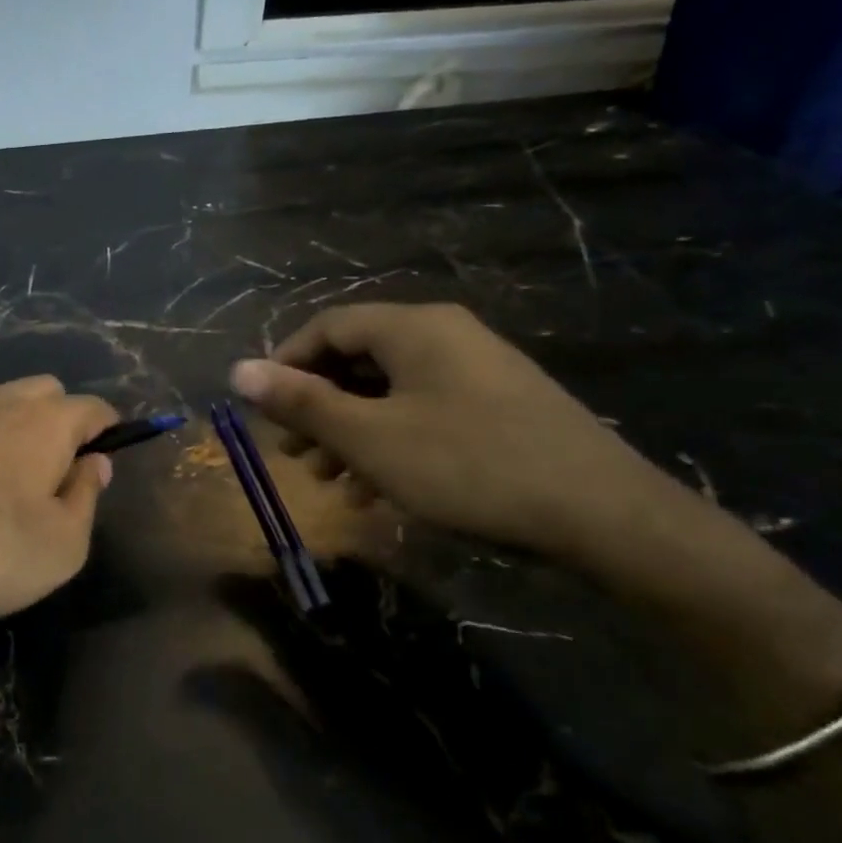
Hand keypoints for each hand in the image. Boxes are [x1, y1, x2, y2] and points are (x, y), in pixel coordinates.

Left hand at [0, 375, 117, 640]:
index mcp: (46, 420)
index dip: (108, 432)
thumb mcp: (64, 543)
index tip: (107, 460)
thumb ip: (86, 496)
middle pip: (47, 392)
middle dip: (63, 420)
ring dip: (21, 429)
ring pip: (5, 404)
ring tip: (18, 483)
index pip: (93, 408)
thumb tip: (93, 462)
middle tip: (60, 473)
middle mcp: (2, 403)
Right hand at [229, 302, 676, 563]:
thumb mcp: (370, 437)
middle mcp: (445, 336)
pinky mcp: (498, 407)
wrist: (604, 516)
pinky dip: (389, 443)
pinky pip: (423, 412)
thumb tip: (237, 370)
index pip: (328, 326)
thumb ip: (301, 402)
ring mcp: (476, 371)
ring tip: (329, 480)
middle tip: (293, 453)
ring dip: (349, 432)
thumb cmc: (469, 466)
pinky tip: (376, 491)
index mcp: (413, 328)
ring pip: (388, 392)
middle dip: (317, 407)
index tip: (263, 409)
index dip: (285, 364)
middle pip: (357, 359)